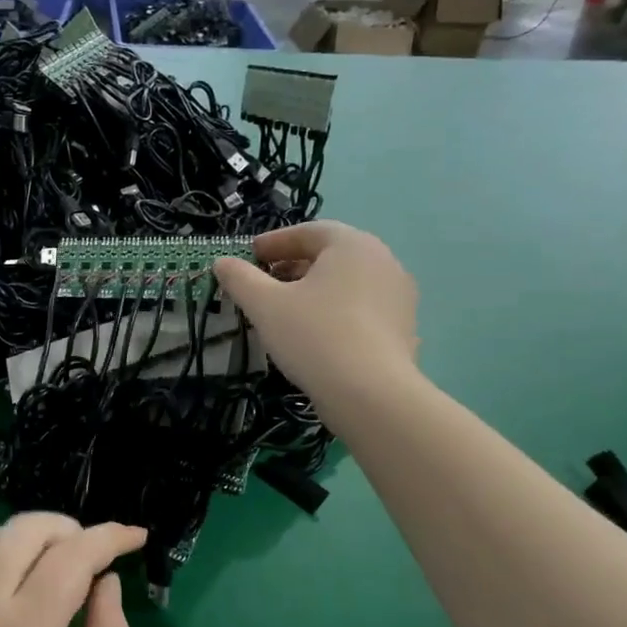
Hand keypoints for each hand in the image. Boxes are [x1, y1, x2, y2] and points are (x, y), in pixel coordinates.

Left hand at [0, 514, 142, 626]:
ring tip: (60, 562)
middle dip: (70, 528)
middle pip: (28, 529)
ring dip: (34, 535)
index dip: (109, 537)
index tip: (136, 535)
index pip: (72, 556)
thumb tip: (107, 582)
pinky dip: (1, 549)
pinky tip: (17, 575)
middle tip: (95, 553)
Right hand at [213, 221, 419, 412]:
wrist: (371, 394)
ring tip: (286, 310)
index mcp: (351, 245)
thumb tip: (222, 262)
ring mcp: (399, 296)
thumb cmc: (313, 336)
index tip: (250, 256)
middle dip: (293, 265)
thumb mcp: (264, 305)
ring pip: (347, 282)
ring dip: (314, 289)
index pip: (309, 231)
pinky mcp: (404, 328)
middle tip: (265, 282)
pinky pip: (362, 308)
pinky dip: (335, 311)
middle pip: (330, 255)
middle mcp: (382, 261)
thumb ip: (239, 278)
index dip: (275, 242)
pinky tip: (315, 335)